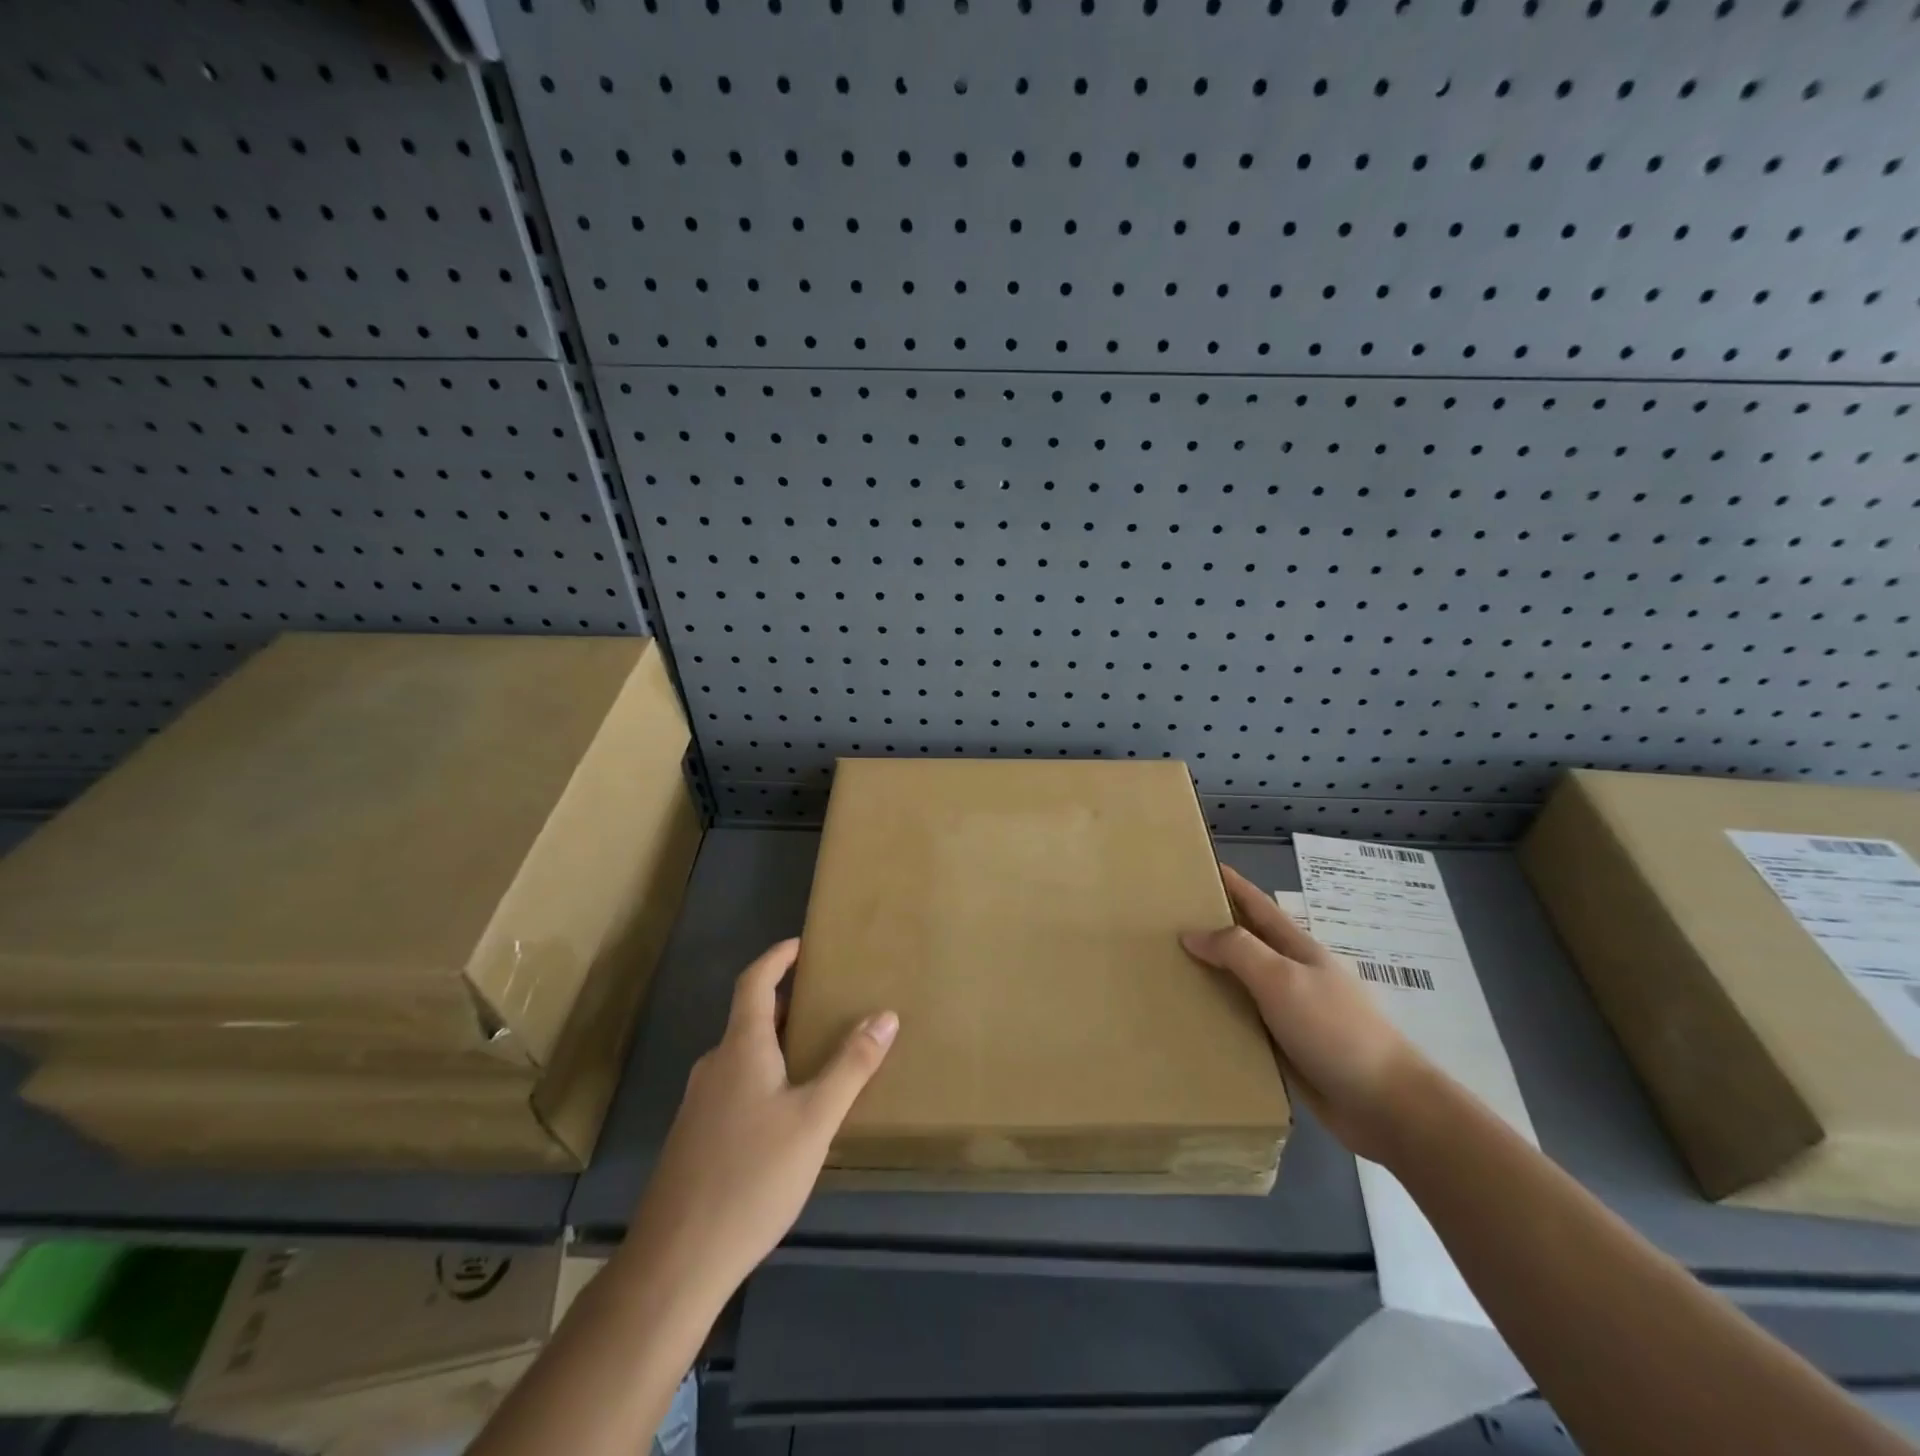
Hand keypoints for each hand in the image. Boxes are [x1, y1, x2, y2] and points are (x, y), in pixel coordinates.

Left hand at [625, 939, 897, 1301]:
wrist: (675, 1263)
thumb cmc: (751, 1177)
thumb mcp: (815, 1120)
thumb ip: (851, 1066)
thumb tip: (885, 1015)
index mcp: (740, 1048)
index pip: (755, 981)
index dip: (778, 957)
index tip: (803, 944)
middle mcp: (715, 1066)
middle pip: (749, 1017)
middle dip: (787, 1002)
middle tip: (827, 999)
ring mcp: (699, 1104)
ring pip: (742, 1055)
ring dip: (776, 1041)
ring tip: (816, 1051)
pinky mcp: (695, 1138)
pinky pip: (735, 1085)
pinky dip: (764, 1074)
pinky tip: (787, 1110)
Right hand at [1182, 865, 1426, 1161]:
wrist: (1386, 1105)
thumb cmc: (1335, 1029)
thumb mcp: (1282, 979)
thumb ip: (1237, 951)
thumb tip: (1191, 933)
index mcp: (1295, 948)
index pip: (1255, 904)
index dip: (1229, 883)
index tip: (1196, 866)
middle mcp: (1291, 974)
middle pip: (1245, 941)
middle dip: (1210, 927)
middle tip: (1165, 921)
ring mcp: (1290, 1012)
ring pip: (1240, 984)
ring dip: (1209, 975)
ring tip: (1167, 970)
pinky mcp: (1285, 1048)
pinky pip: (1243, 1023)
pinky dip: (1218, 1016)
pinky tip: (1192, 1021)